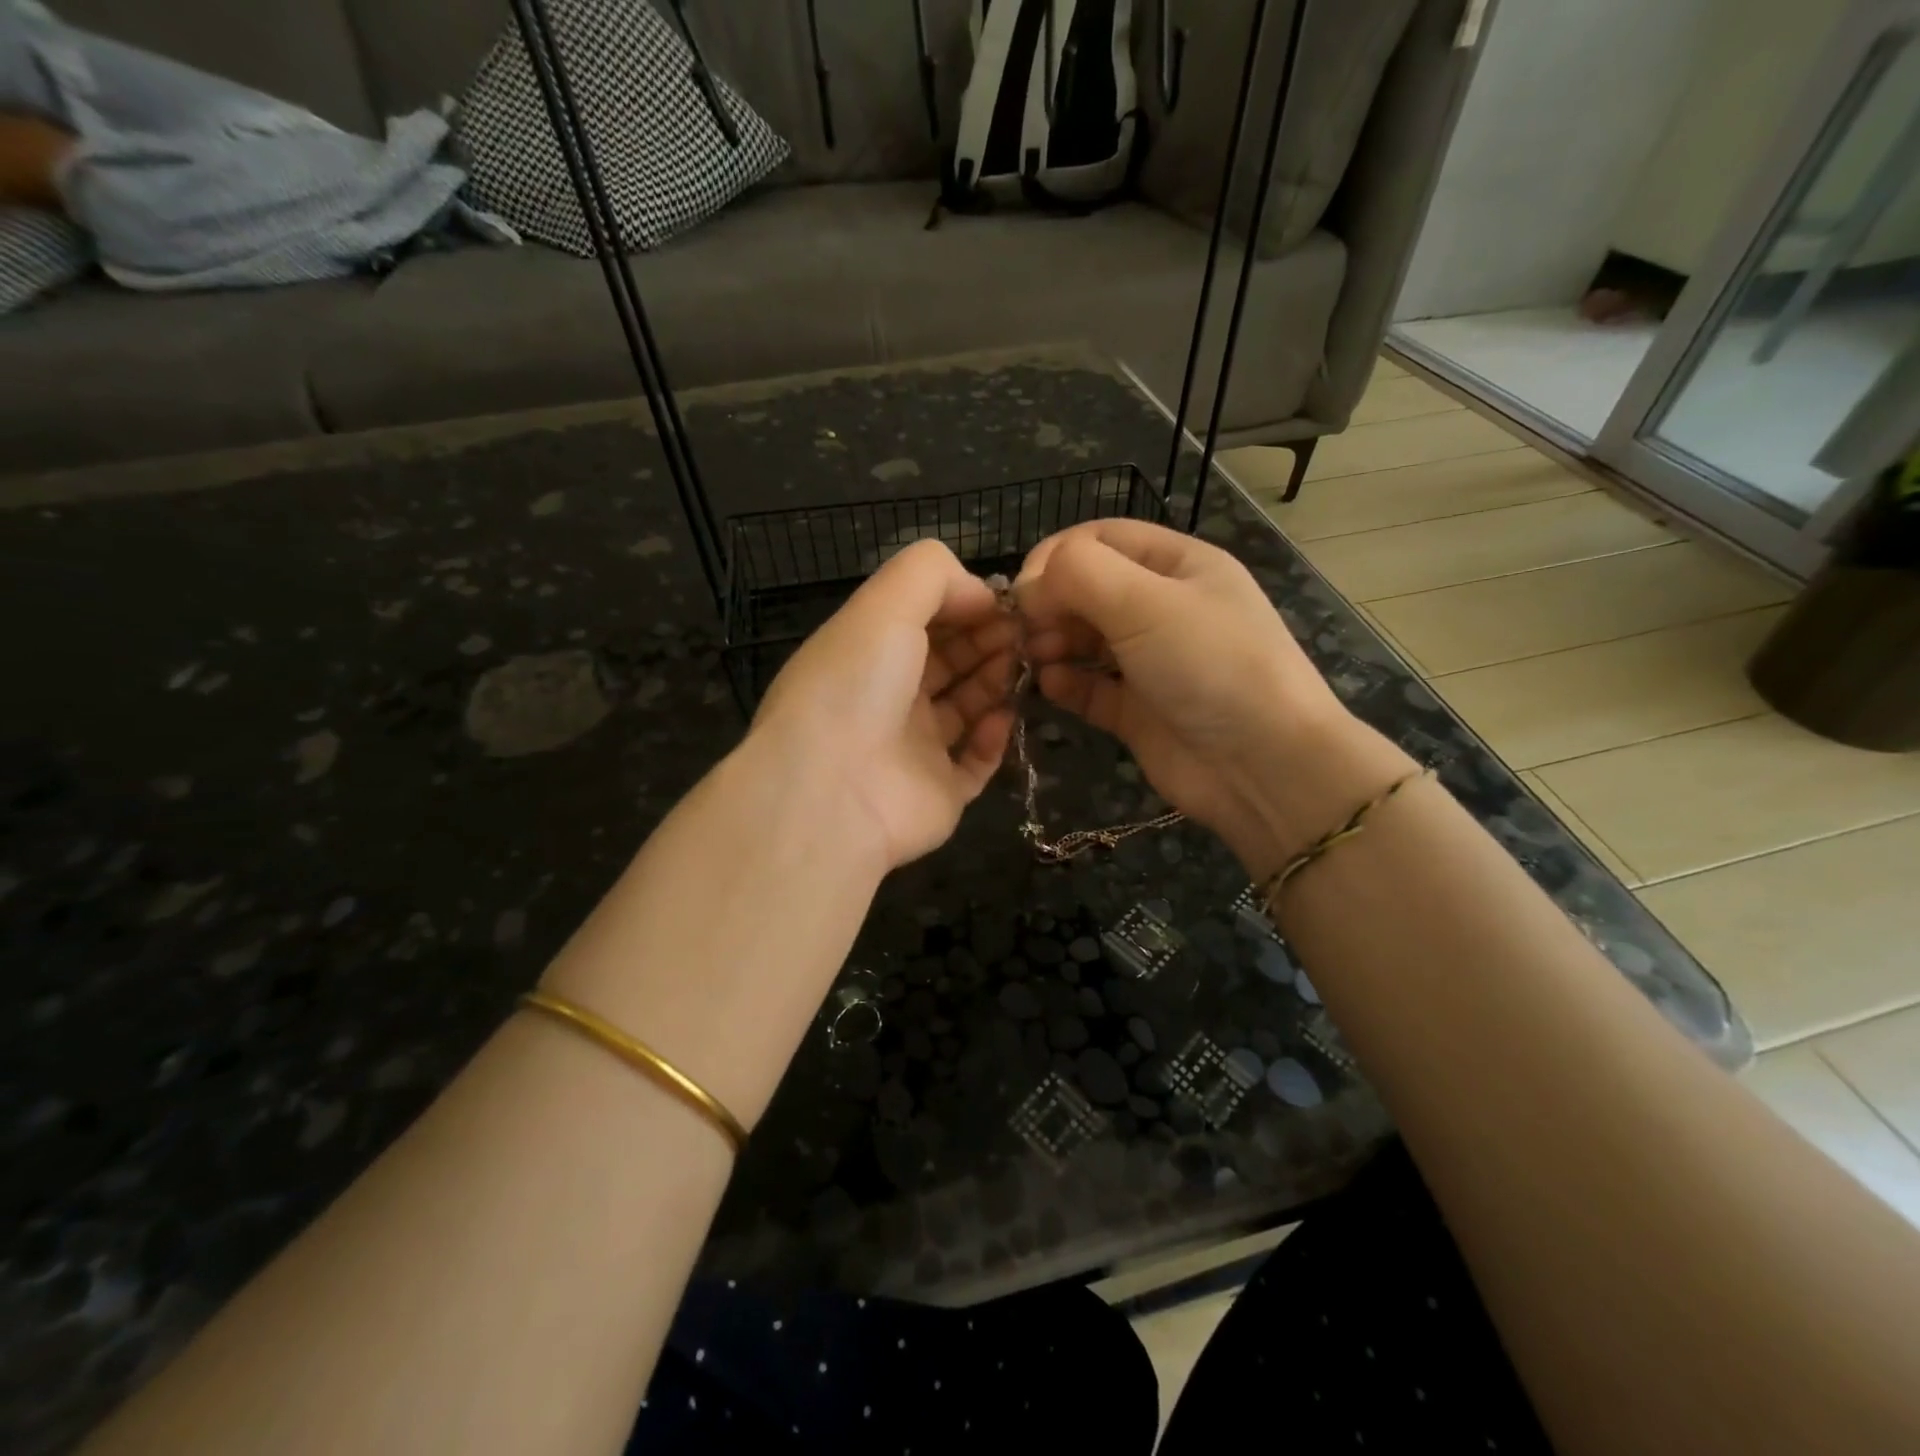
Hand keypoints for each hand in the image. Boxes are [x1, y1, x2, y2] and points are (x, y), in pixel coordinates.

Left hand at [751, 539, 1016, 870]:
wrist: (833, 792)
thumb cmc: (857, 685)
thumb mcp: (885, 604)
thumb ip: (932, 575)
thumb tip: (980, 593)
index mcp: (867, 653)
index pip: (922, 620)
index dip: (962, 605)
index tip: (1003, 601)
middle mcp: (888, 699)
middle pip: (948, 661)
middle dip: (986, 640)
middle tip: (1023, 633)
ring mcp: (913, 750)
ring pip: (966, 708)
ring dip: (995, 682)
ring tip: (1021, 666)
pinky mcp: (939, 793)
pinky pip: (976, 763)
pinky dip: (994, 738)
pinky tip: (1003, 717)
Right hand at [1018, 520, 1407, 871]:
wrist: (1263, 765)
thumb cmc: (1210, 665)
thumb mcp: (1147, 601)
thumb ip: (1080, 574)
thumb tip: (1029, 585)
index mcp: (1178, 565)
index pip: (1102, 540)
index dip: (1056, 557)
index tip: (1022, 590)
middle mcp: (1164, 608)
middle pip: (1089, 590)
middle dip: (1051, 605)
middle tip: (1023, 632)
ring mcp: (1151, 663)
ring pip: (1086, 640)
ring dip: (1053, 643)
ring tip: (1034, 658)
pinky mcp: (1139, 712)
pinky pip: (1092, 688)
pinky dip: (1068, 684)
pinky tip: (1052, 686)